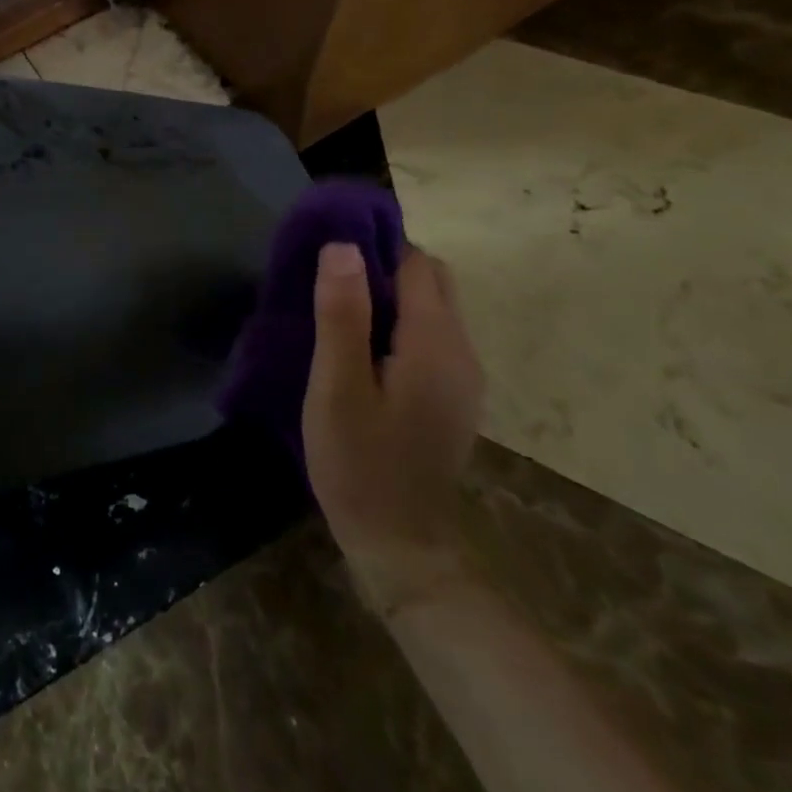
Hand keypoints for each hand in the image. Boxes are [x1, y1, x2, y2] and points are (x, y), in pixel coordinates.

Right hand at [302, 243, 482, 613]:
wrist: (401, 546)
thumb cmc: (360, 463)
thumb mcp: (337, 387)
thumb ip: (342, 314)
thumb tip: (343, 246)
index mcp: (435, 343)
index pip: (415, 262)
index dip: (373, 247)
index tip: (328, 252)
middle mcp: (462, 350)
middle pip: (431, 280)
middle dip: (383, 267)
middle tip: (330, 284)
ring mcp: (463, 376)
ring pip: (431, 307)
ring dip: (389, 296)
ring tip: (337, 311)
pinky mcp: (453, 395)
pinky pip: (430, 335)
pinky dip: (399, 324)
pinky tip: (361, 349)